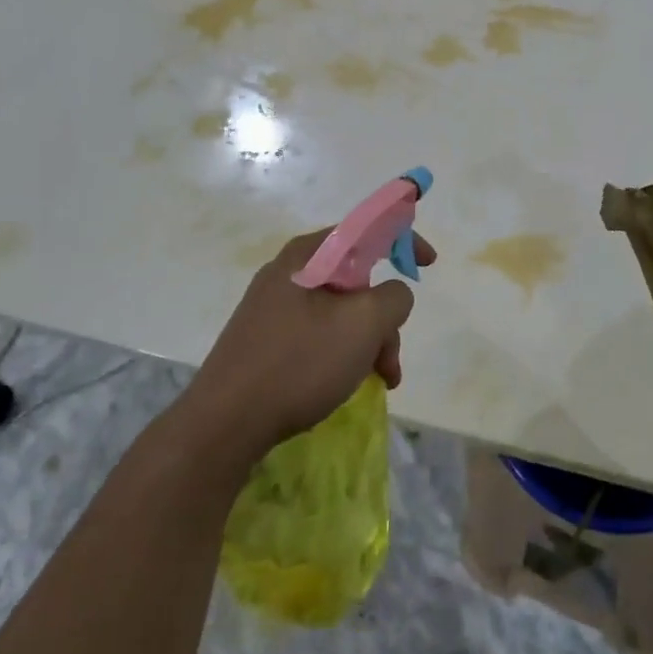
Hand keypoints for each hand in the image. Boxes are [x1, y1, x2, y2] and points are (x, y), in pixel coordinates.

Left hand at [188, 228, 436, 455]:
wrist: (224, 424)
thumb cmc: (299, 363)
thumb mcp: (363, 325)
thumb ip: (394, 297)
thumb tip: (393, 295)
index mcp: (308, 255)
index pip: (366, 229)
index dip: (403, 239)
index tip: (428, 264)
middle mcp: (289, 272)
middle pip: (356, 279)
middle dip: (384, 317)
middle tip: (392, 358)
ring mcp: (274, 307)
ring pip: (341, 311)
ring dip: (368, 341)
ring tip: (379, 380)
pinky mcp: (266, 339)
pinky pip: (319, 333)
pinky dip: (343, 352)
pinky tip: (348, 384)